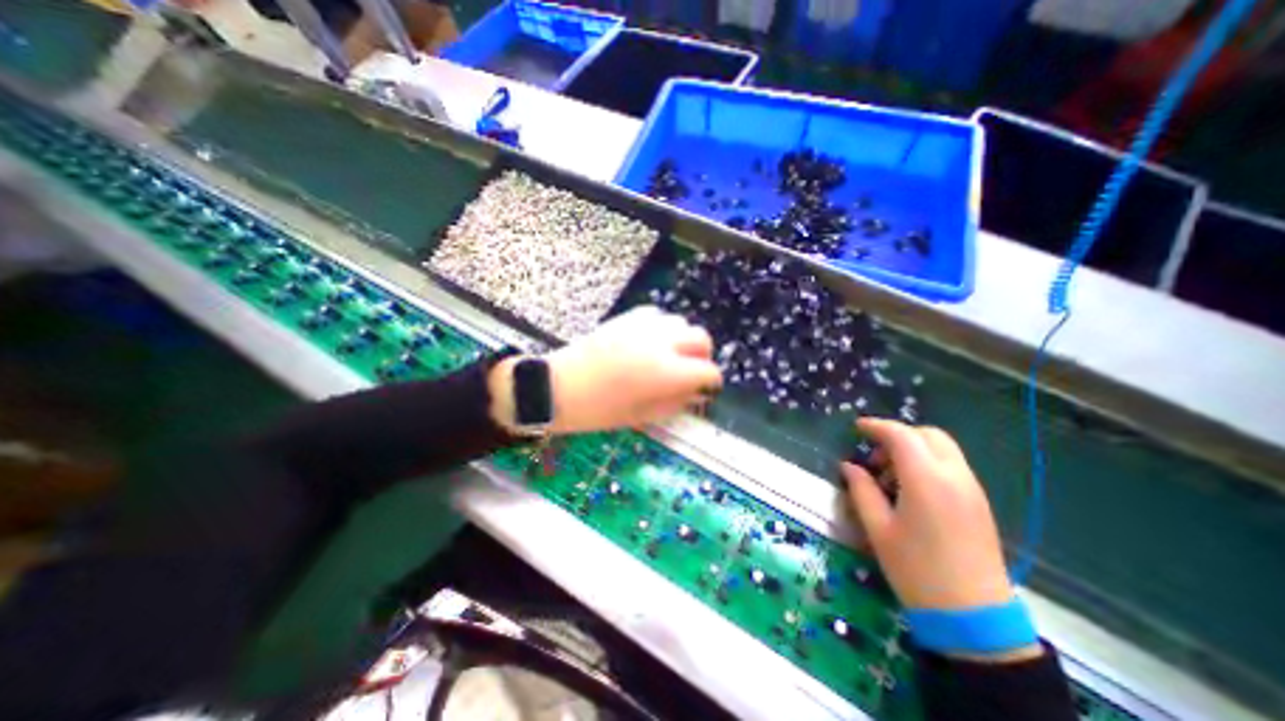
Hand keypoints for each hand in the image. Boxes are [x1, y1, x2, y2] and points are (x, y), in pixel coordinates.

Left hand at [490, 307, 718, 435]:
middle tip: (691, 371)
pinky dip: (663, 328)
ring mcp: (644, 325)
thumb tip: (696, 393)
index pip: (707, 370)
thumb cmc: (599, 410)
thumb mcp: (642, 416)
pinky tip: (651, 342)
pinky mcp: (627, 316)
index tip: (705, 389)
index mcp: (666, 372)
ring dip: (683, 340)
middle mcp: (661, 342)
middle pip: (702, 338)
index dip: (711, 382)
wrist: (558, 386)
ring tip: (670, 356)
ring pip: (681, 323)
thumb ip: (676, 403)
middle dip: (703, 356)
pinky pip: (658, 316)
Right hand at [846, 420, 1012, 610]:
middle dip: (898, 434)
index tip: (856, 428)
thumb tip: (849, 466)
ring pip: (942, 448)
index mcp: (926, 480)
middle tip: (875, 455)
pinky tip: (911, 489)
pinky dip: (928, 462)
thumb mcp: (877, 528)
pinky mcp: (979, 503)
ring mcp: (972, 489)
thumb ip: (861, 489)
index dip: (876, 426)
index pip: (901, 435)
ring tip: (890, 475)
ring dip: (914, 449)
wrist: (974, 617)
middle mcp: (954, 476)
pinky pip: (952, 466)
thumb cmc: (916, 570)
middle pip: (927, 434)